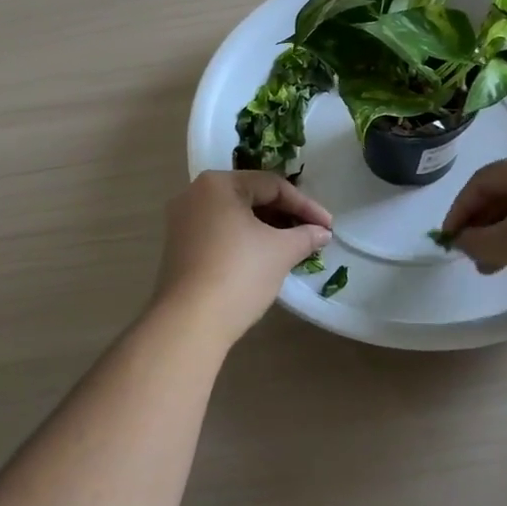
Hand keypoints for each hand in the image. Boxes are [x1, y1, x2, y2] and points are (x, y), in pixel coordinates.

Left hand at [153, 171, 332, 338]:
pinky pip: (219, 232)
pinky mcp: (178, 246)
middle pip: (250, 197)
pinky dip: (244, 240)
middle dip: (284, 216)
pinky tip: (263, 258)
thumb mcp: (281, 251)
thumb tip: (322, 233)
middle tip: (312, 235)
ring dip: (266, 229)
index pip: (272, 185)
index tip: (328, 226)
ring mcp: (182, 220)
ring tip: (292, 248)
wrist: (189, 322)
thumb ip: (305, 235)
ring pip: (234, 216)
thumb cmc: (239, 274)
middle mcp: (194, 193)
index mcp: (218, 183)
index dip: (305, 205)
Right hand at [440, 150, 506, 309]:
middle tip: (471, 256)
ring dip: (504, 234)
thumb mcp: (506, 245)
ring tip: (493, 267)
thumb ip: (474, 239)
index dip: (459, 211)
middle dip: (483, 225)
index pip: (482, 181)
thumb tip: (462, 239)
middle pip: (506, 192)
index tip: (448, 240)